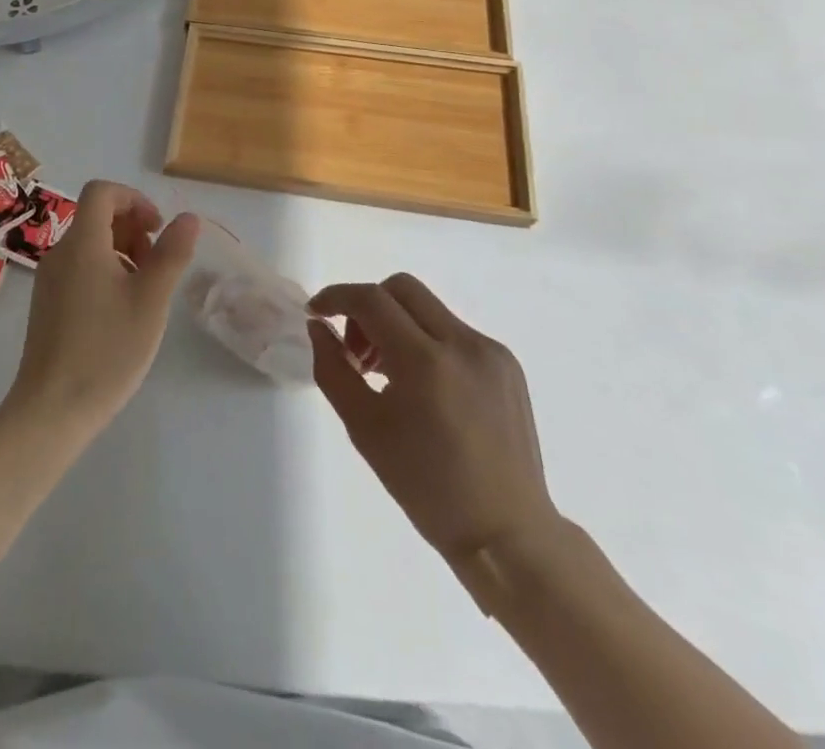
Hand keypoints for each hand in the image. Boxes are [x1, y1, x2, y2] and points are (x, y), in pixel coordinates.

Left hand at [4, 181, 199, 433]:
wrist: (51, 409)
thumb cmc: (107, 350)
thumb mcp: (151, 300)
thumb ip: (171, 254)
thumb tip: (188, 218)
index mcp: (82, 244)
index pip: (102, 192)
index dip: (133, 199)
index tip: (157, 229)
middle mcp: (60, 253)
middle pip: (96, 216)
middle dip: (132, 228)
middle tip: (157, 265)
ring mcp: (48, 280)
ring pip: (89, 244)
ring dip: (121, 251)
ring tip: (144, 290)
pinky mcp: (46, 304)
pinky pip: (78, 268)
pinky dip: (104, 271)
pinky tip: (120, 311)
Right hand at [308, 275, 557, 564]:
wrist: (507, 535)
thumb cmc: (427, 488)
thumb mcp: (364, 428)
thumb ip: (333, 369)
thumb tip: (319, 328)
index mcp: (426, 362)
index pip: (371, 300)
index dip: (337, 297)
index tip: (317, 314)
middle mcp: (464, 344)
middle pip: (401, 289)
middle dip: (368, 307)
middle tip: (357, 351)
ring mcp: (491, 352)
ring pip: (428, 308)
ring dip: (397, 324)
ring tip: (388, 374)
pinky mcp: (507, 365)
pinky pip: (454, 332)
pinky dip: (427, 342)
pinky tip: (425, 389)